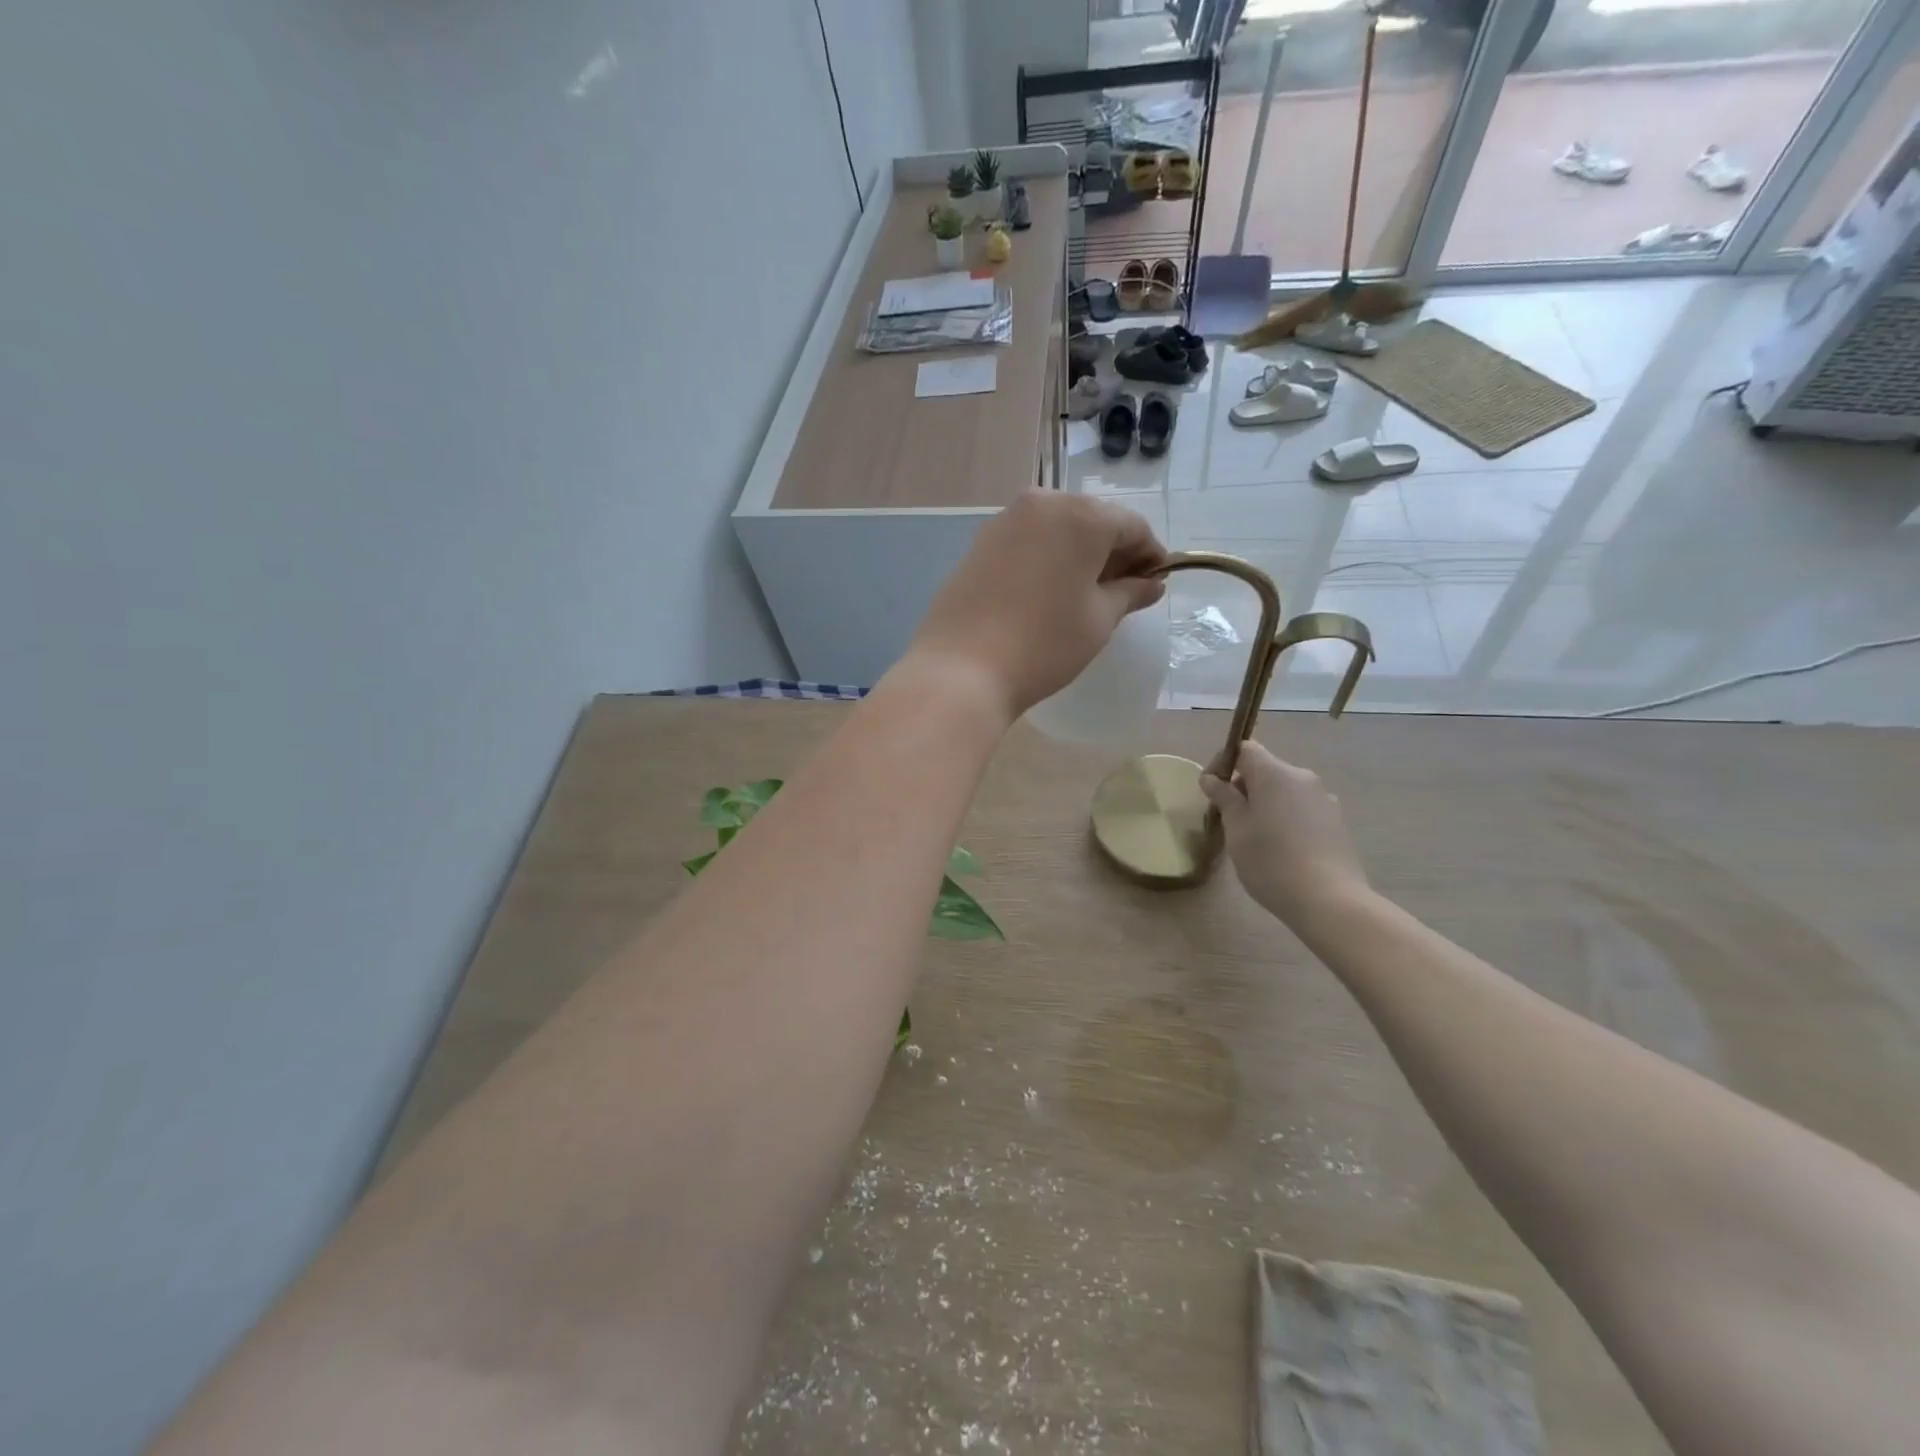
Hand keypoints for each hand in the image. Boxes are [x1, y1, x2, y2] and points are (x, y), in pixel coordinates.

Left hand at [909, 492, 1166, 717]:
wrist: (962, 670)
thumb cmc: (1044, 644)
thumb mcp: (1098, 620)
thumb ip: (1129, 593)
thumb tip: (1150, 583)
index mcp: (1080, 515)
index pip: (1131, 526)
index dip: (1150, 555)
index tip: (1156, 583)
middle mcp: (1041, 504)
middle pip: (1092, 521)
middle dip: (1113, 552)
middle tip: (1124, 591)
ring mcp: (1004, 521)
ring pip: (1057, 529)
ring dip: (1078, 554)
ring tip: (1086, 595)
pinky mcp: (979, 543)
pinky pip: (1028, 542)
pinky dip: (1047, 559)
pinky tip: (1049, 593)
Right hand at [1200, 741, 1371, 928]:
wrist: (1329, 900)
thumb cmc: (1271, 861)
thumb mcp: (1236, 829)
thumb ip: (1224, 799)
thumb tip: (1212, 779)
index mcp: (1275, 774)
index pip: (1245, 749)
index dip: (1223, 762)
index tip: (1211, 790)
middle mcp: (1302, 777)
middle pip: (1265, 770)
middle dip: (1243, 788)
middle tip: (1228, 819)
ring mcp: (1323, 799)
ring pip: (1284, 791)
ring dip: (1265, 804)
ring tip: (1255, 838)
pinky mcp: (1336, 821)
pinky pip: (1301, 808)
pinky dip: (1285, 818)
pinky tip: (1282, 849)